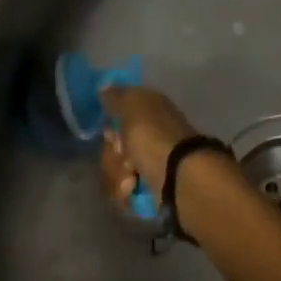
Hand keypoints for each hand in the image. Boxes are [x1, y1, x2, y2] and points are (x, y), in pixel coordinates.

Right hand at [97, 84, 198, 208]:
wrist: (176, 177)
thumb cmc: (152, 135)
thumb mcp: (132, 105)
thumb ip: (116, 96)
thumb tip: (104, 87)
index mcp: (150, 112)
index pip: (118, 115)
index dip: (110, 125)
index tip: (111, 132)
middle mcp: (150, 136)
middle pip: (113, 146)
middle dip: (112, 154)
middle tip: (123, 155)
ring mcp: (149, 164)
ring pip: (115, 170)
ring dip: (117, 175)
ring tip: (131, 179)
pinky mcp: (148, 190)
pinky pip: (123, 191)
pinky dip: (125, 192)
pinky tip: (133, 191)